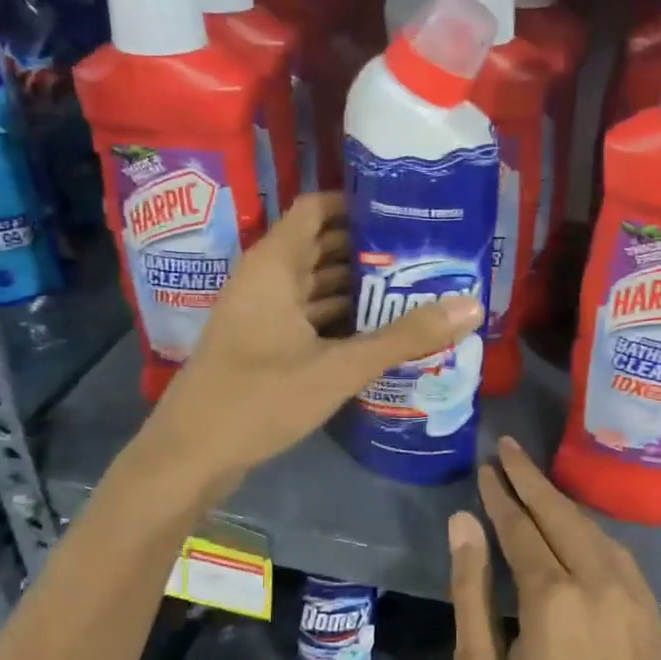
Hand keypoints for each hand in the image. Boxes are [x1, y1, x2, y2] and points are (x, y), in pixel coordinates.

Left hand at [145, 192, 482, 485]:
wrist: (189, 456)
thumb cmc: (258, 399)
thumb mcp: (338, 368)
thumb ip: (404, 337)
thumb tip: (471, 306)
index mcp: (275, 265)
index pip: (317, 208)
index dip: (358, 202)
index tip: (406, 209)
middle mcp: (266, 279)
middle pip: (322, 245)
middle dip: (370, 247)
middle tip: (426, 250)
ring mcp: (262, 313)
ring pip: (317, 283)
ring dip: (359, 284)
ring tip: (415, 285)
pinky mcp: (264, 343)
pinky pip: (309, 315)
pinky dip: (341, 316)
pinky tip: (379, 329)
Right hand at [448, 439, 660, 659]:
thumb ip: (471, 594)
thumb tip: (463, 524)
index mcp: (552, 598)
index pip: (520, 527)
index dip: (499, 495)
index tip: (485, 467)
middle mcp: (598, 582)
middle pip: (560, 514)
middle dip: (530, 478)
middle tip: (509, 448)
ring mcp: (634, 597)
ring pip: (593, 529)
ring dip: (561, 501)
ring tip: (534, 479)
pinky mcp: (653, 617)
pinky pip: (617, 554)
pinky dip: (590, 530)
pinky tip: (576, 528)